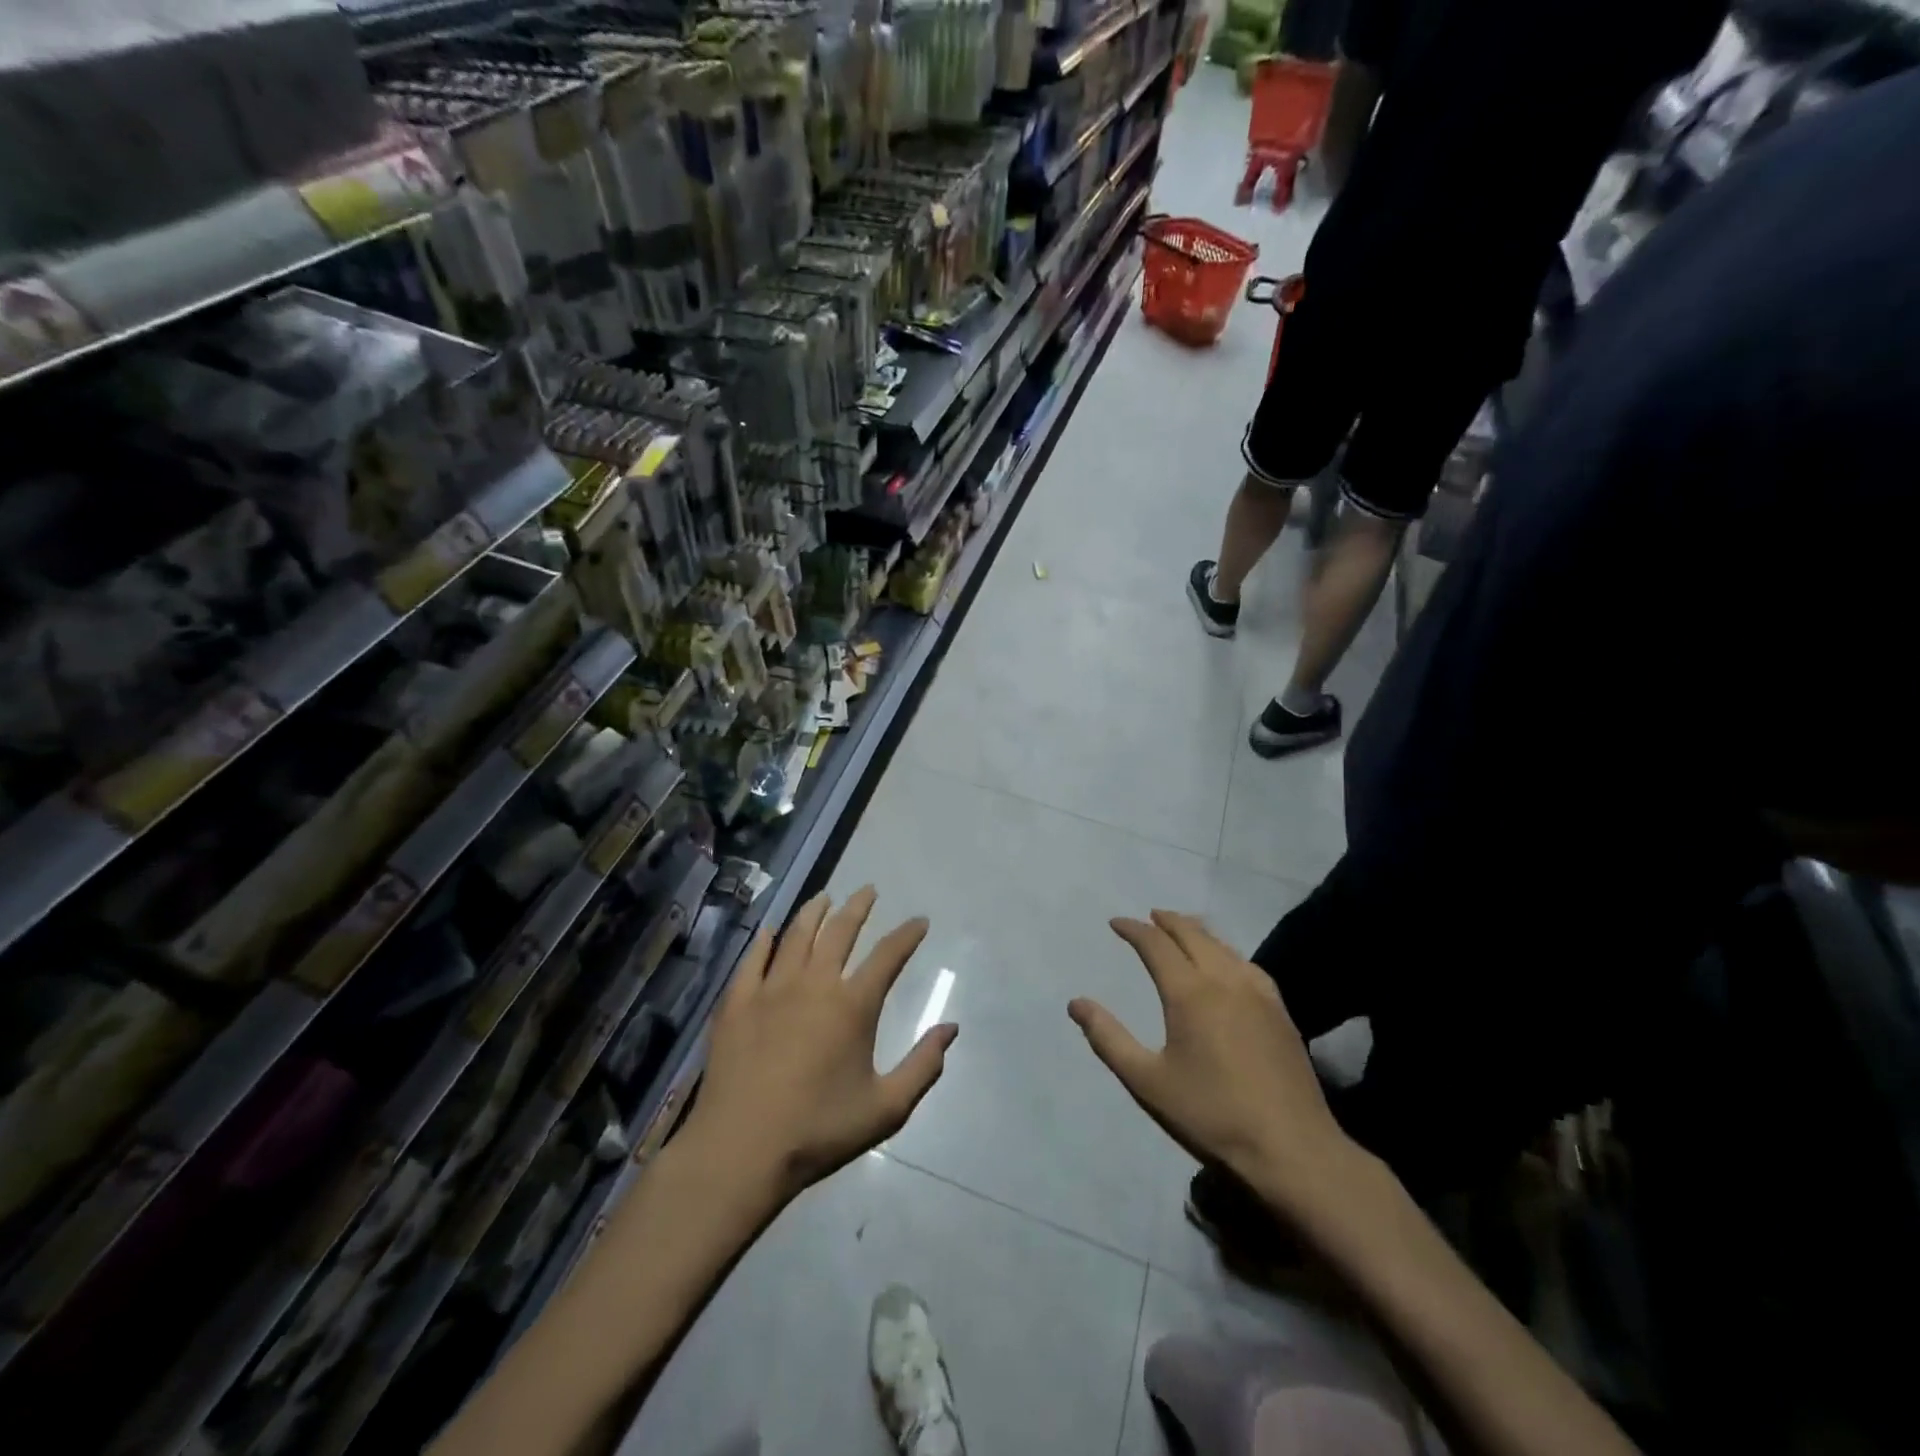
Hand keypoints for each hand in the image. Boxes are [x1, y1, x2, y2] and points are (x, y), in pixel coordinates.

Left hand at [683, 887, 956, 1203]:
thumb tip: (951, 1028)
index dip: (907, 934)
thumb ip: (923, 1066)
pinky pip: (753, 958)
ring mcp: (771, 989)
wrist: (741, 1150)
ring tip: (824, 897)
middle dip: (858, 907)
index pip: (888, 955)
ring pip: (796, 935)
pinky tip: (769, 931)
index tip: (919, 921)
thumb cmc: (818, 1130)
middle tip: (868, 890)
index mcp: (853, 1005)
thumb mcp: (885, 1108)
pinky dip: (764, 940)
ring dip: (814, 912)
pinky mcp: (738, 1002)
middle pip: (840, 931)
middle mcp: (814, 984)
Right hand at [1069, 910, 1357, 1218]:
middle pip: (1193, 934)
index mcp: (1190, 993)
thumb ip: (1109, 1039)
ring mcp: (1258, 993)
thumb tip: (1076, 1003)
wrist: (1292, 1149)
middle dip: (1167, 921)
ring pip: (1222, 945)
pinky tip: (1227, 962)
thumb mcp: (1147, 1082)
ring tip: (1182, 929)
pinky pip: (1247, 964)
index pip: (1156, 944)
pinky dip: (1226, 951)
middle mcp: (1225, 980)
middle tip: (1148, 917)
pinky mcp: (1280, 1011)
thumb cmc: (1211, 1115)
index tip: (1116, 923)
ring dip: (1197, 931)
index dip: (1134, 930)